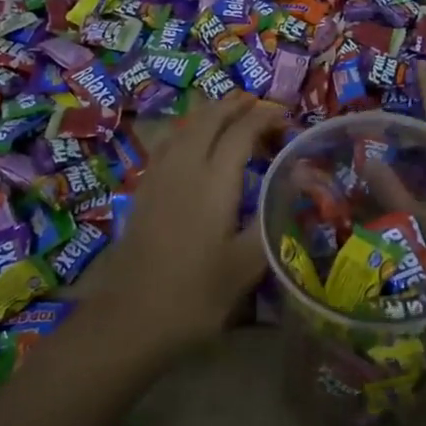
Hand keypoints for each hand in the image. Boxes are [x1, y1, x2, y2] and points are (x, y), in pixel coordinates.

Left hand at [91, 93, 282, 351]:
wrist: (128, 320)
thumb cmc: (195, 295)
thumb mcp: (246, 266)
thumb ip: (272, 219)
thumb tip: (296, 182)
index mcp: (214, 182)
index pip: (241, 132)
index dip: (264, 116)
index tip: (285, 114)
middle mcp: (184, 168)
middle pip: (208, 119)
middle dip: (235, 105)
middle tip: (259, 105)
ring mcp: (158, 177)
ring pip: (184, 128)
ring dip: (209, 114)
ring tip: (229, 113)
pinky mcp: (143, 191)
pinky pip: (168, 144)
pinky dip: (187, 131)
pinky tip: (192, 144)